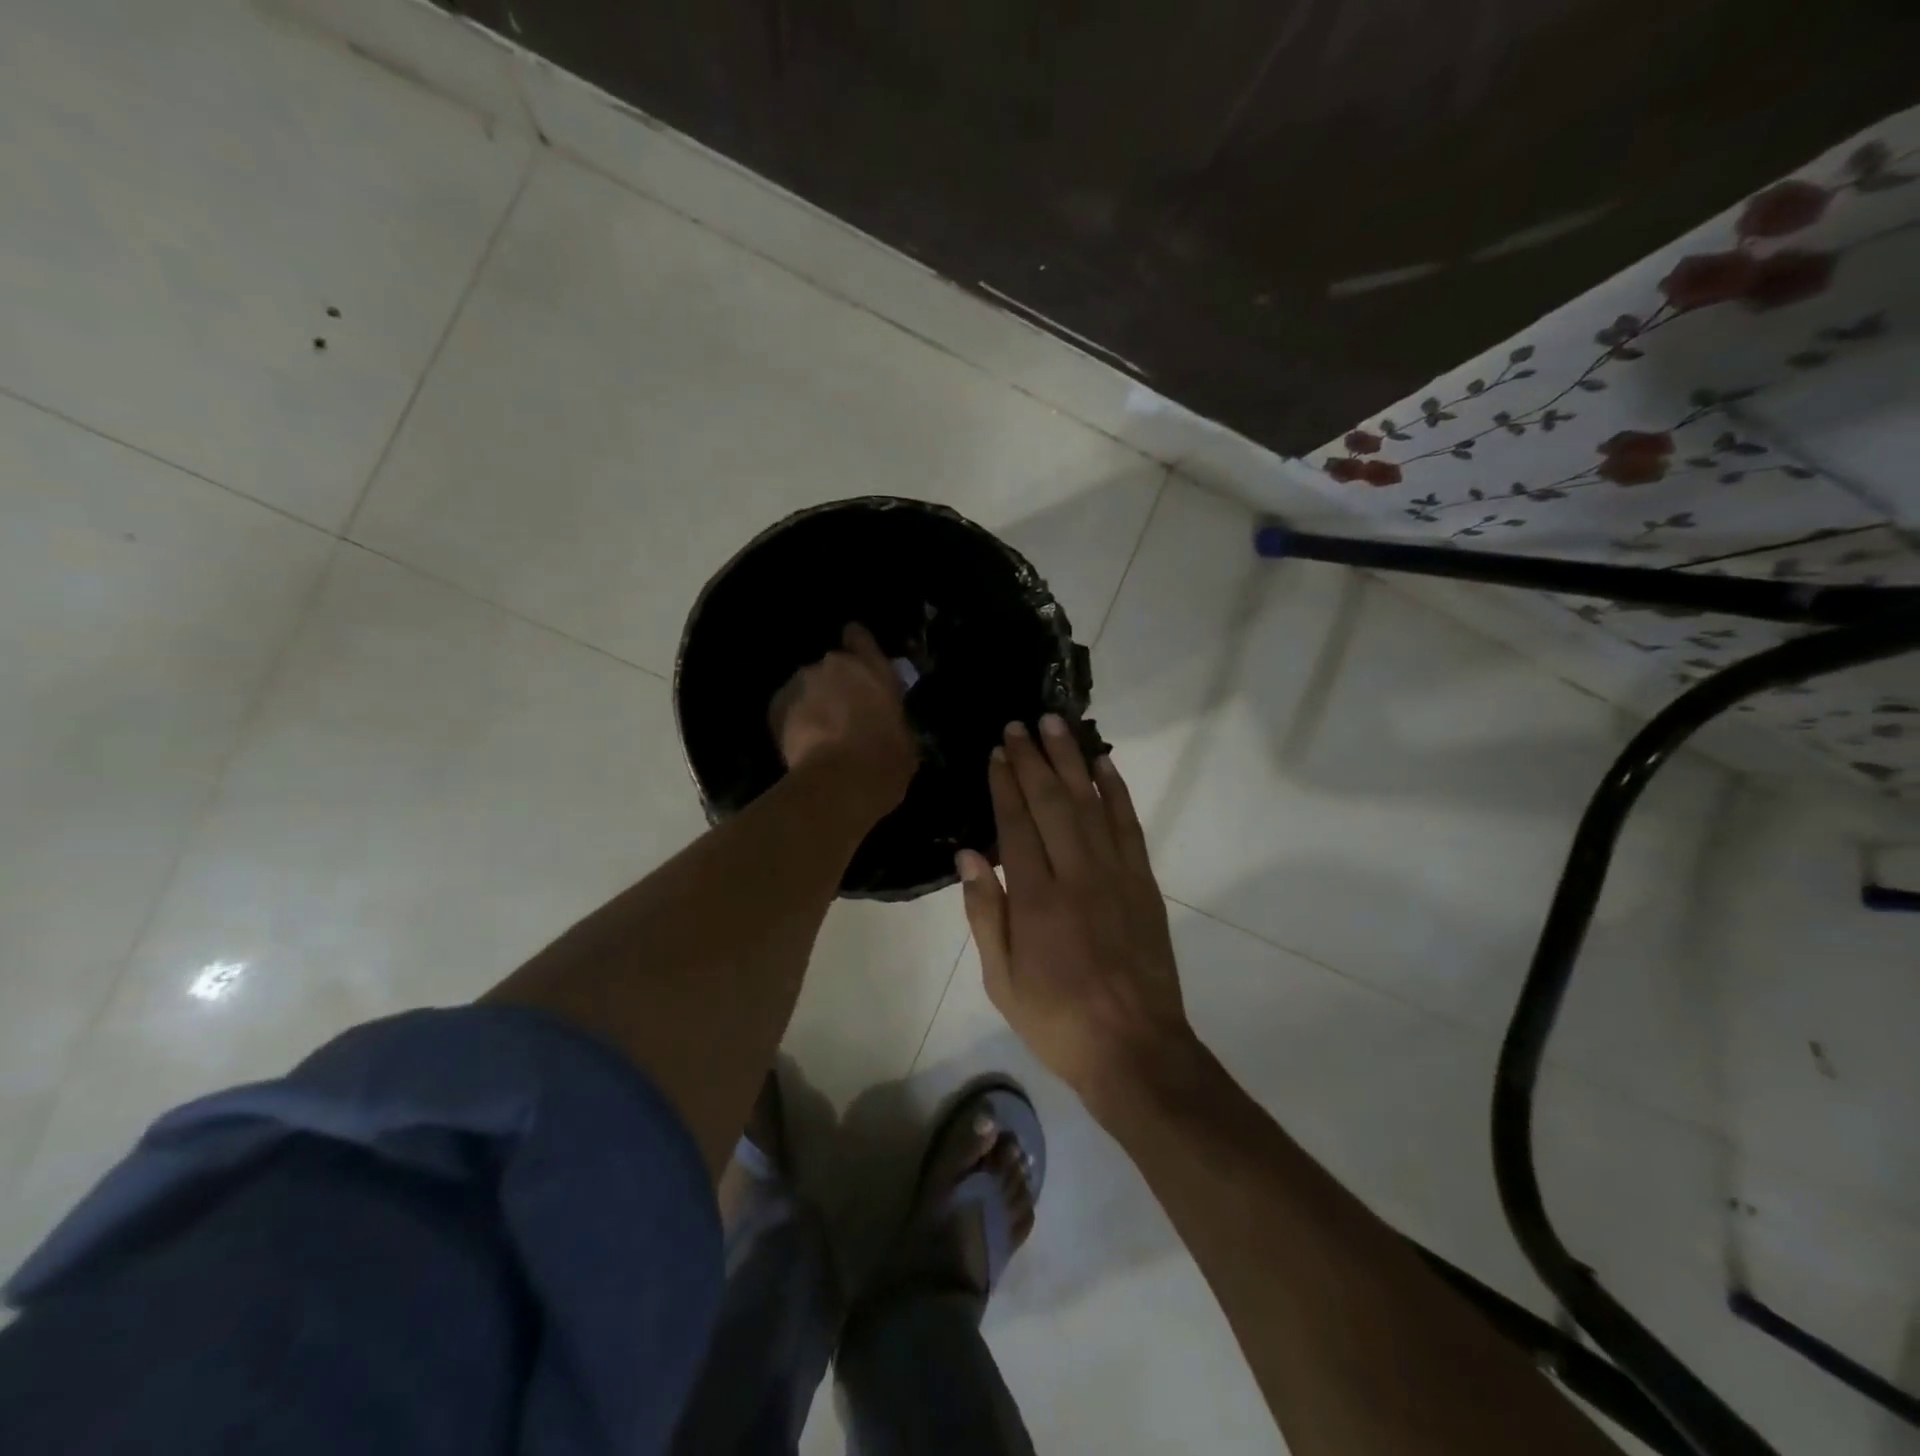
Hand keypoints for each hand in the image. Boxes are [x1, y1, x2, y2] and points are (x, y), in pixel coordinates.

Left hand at [769, 623, 916, 806]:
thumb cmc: (886, 759)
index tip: (857, 661)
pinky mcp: (777, 704)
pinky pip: (786, 707)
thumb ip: (890, 716)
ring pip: (806, 687)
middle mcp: (834, 664)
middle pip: (831, 667)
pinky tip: (801, 744)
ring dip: (812, 702)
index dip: (856, 646)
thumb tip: (886, 725)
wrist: (841, 781)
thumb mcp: (904, 736)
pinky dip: (792, 720)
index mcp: (872, 667)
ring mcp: (801, 681)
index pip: (858, 636)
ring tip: (818, 734)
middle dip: (834, 685)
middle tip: (842, 714)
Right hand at [957, 715, 1192, 1106]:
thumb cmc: (1057, 1020)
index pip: (1016, 825)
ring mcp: (1116, 876)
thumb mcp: (1002, 980)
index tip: (997, 752)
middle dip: (1034, 760)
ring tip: (1057, 726)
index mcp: (1036, 901)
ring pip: (1091, 804)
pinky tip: (1105, 766)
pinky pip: (1129, 827)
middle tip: (1021, 724)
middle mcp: (1077, 876)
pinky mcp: (1144, 884)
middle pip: (1053, 803)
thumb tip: (969, 855)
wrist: (1135, 1049)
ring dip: (1072, 762)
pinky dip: (1117, 792)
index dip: (1005, 784)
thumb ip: (986, 913)